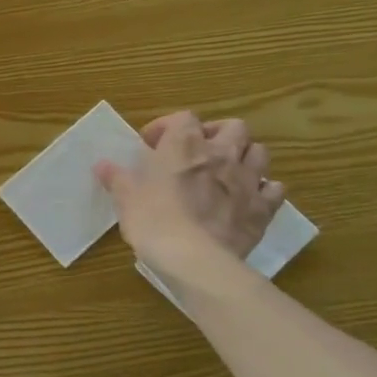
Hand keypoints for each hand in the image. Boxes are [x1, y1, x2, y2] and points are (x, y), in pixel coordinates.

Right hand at [94, 113, 285, 271]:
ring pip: (259, 152)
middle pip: (233, 127)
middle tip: (199, 152)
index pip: (183, 118)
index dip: (168, 127)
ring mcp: (248, 180)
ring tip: (228, 171)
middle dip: (218, 134)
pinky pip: (274, 189)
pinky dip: (265, 190)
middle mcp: (221, 154)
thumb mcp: (126, 198)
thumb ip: (116, 178)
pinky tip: (250, 199)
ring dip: (245, 156)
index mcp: (184, 145)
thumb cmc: (154, 220)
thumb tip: (102, 164)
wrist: (195, 259)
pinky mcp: (264, 208)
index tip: (152, 145)